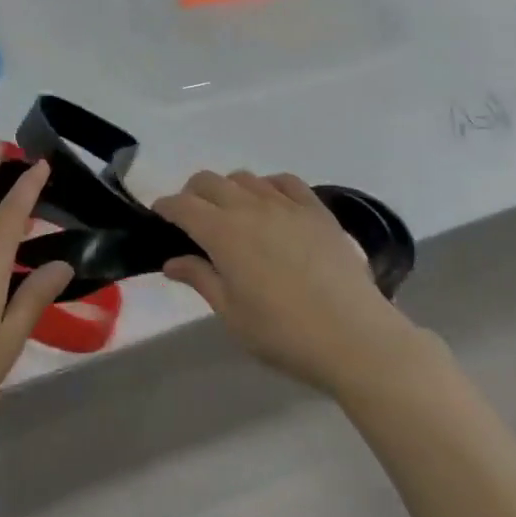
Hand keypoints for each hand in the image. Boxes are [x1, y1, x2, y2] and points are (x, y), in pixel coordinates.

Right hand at [154, 171, 424, 396]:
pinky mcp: (317, 210)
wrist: (356, 338)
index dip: (165, 207)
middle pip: (209, 181)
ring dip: (229, 190)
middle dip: (192, 194)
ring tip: (233, 215)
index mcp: (222, 232)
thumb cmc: (284, 333)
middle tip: (193, 220)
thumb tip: (171, 260)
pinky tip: (271, 205)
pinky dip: (269, 186)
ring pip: (245, 178)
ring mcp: (286, 205)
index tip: (159, 217)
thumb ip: (200, 279)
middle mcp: (250, 207)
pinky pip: (285, 182)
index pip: (182, 205)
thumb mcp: (232, 314)